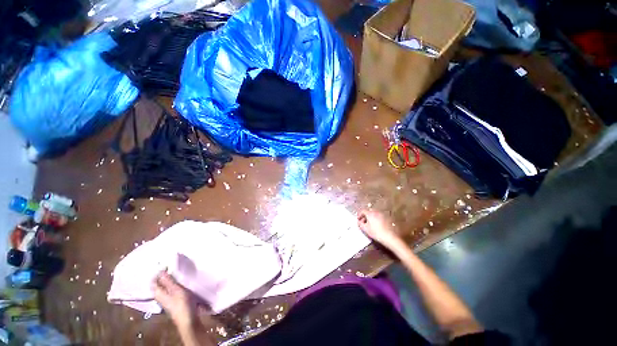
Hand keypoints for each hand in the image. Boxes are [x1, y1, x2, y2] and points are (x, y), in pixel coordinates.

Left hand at [152, 271, 196, 329]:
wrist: (189, 319)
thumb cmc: (182, 304)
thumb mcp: (176, 290)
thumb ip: (168, 281)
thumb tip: (160, 270)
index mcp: (159, 293)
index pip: (154, 281)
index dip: (157, 273)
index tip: (165, 264)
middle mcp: (161, 296)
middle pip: (159, 284)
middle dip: (164, 275)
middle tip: (172, 266)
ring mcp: (168, 299)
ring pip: (166, 287)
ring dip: (170, 279)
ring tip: (178, 271)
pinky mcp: (174, 301)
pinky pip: (172, 290)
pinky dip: (175, 284)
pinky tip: (181, 281)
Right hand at [357, 210, 402, 249]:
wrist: (390, 237)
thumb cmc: (376, 232)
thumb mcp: (365, 229)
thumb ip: (360, 224)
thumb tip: (359, 221)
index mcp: (370, 213)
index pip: (363, 211)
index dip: (359, 214)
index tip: (358, 219)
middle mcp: (376, 212)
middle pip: (369, 211)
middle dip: (365, 215)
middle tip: (363, 221)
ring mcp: (382, 214)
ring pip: (374, 214)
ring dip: (371, 217)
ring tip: (370, 224)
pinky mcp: (387, 218)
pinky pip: (379, 216)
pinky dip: (376, 219)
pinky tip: (376, 225)